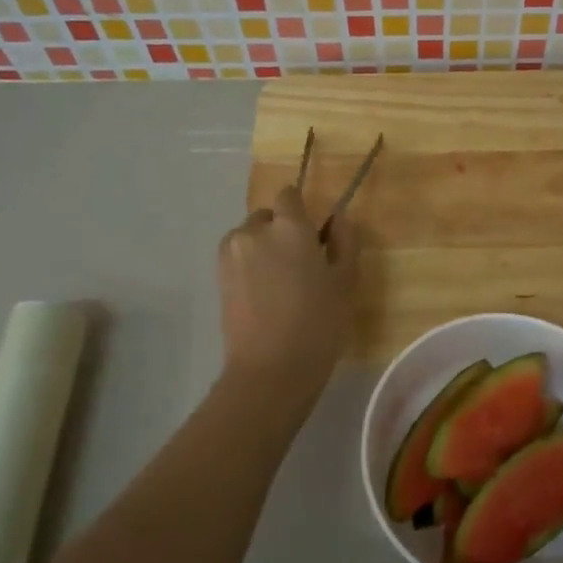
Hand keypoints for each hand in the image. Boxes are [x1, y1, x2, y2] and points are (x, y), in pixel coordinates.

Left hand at [217, 184, 356, 396]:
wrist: (271, 368)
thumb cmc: (318, 323)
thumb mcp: (345, 282)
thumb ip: (344, 242)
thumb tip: (337, 218)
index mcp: (290, 226)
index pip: (289, 195)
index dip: (301, 212)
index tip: (313, 237)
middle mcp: (255, 230)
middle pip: (267, 216)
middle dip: (280, 231)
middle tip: (299, 267)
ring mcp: (231, 253)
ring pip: (249, 237)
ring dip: (262, 249)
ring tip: (278, 285)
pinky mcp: (217, 276)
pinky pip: (237, 258)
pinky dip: (248, 267)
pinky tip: (262, 297)